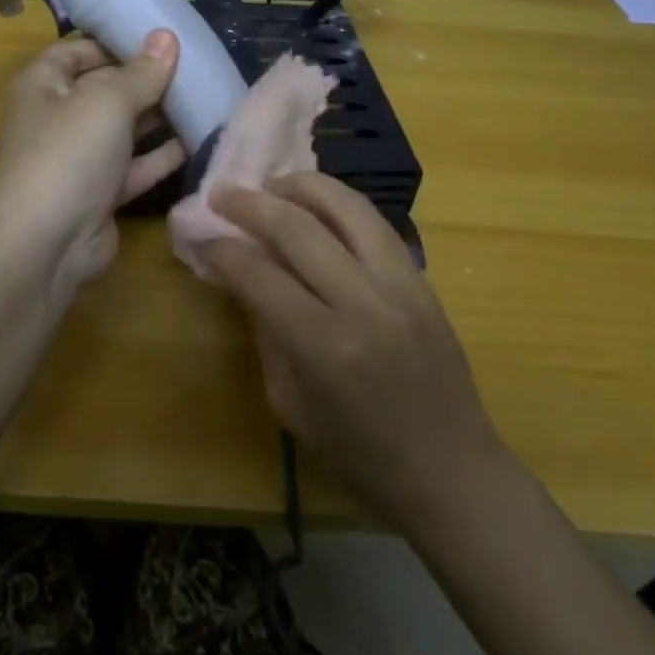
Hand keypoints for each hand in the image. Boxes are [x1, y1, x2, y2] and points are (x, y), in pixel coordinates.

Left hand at [0, 30, 185, 295]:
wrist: (43, 245)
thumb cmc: (67, 153)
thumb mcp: (107, 101)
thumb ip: (142, 72)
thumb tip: (166, 36)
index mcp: (42, 85)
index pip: (77, 51)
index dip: (115, 43)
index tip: (160, 39)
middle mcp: (57, 118)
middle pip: (105, 89)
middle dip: (146, 80)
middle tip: (196, 67)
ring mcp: (78, 160)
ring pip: (124, 130)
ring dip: (160, 117)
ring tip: (205, 98)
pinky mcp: (100, 195)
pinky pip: (135, 167)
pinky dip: (162, 156)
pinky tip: (199, 140)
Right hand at [204, 172, 505, 539]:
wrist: (451, 470)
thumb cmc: (360, 455)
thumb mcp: (291, 405)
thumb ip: (266, 333)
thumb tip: (242, 278)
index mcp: (324, 346)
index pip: (260, 275)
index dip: (223, 251)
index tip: (203, 239)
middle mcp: (364, 303)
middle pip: (298, 228)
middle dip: (251, 204)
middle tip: (222, 193)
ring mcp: (401, 285)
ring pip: (346, 208)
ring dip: (302, 186)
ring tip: (272, 185)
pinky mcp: (423, 280)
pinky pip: (376, 224)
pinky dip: (341, 204)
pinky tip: (318, 204)